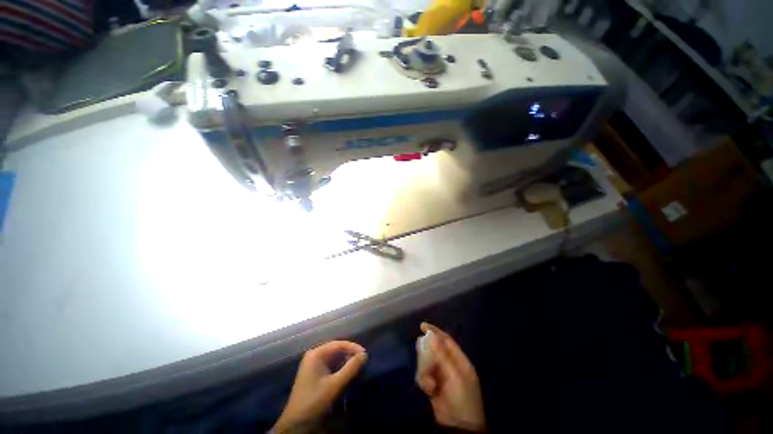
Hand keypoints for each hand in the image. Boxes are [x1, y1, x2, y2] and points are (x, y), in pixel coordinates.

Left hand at [272, 341, 366, 432]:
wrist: (296, 426)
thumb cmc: (314, 402)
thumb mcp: (335, 385)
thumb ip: (351, 368)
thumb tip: (365, 354)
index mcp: (316, 354)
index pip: (339, 344)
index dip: (353, 347)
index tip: (365, 354)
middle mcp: (315, 356)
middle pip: (337, 350)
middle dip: (351, 355)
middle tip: (363, 362)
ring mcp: (314, 366)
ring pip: (336, 359)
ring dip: (347, 363)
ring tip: (359, 368)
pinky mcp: (316, 376)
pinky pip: (332, 367)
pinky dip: (342, 370)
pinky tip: (349, 375)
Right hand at [416, 323, 485, 432]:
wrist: (460, 426)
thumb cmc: (463, 399)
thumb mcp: (455, 376)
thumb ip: (443, 356)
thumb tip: (431, 336)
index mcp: (459, 361)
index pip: (446, 341)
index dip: (435, 332)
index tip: (422, 326)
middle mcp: (449, 365)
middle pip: (434, 350)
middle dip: (427, 353)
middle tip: (422, 354)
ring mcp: (440, 376)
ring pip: (426, 363)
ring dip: (425, 371)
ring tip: (430, 383)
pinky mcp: (433, 386)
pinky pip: (423, 376)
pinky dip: (424, 381)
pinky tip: (429, 390)